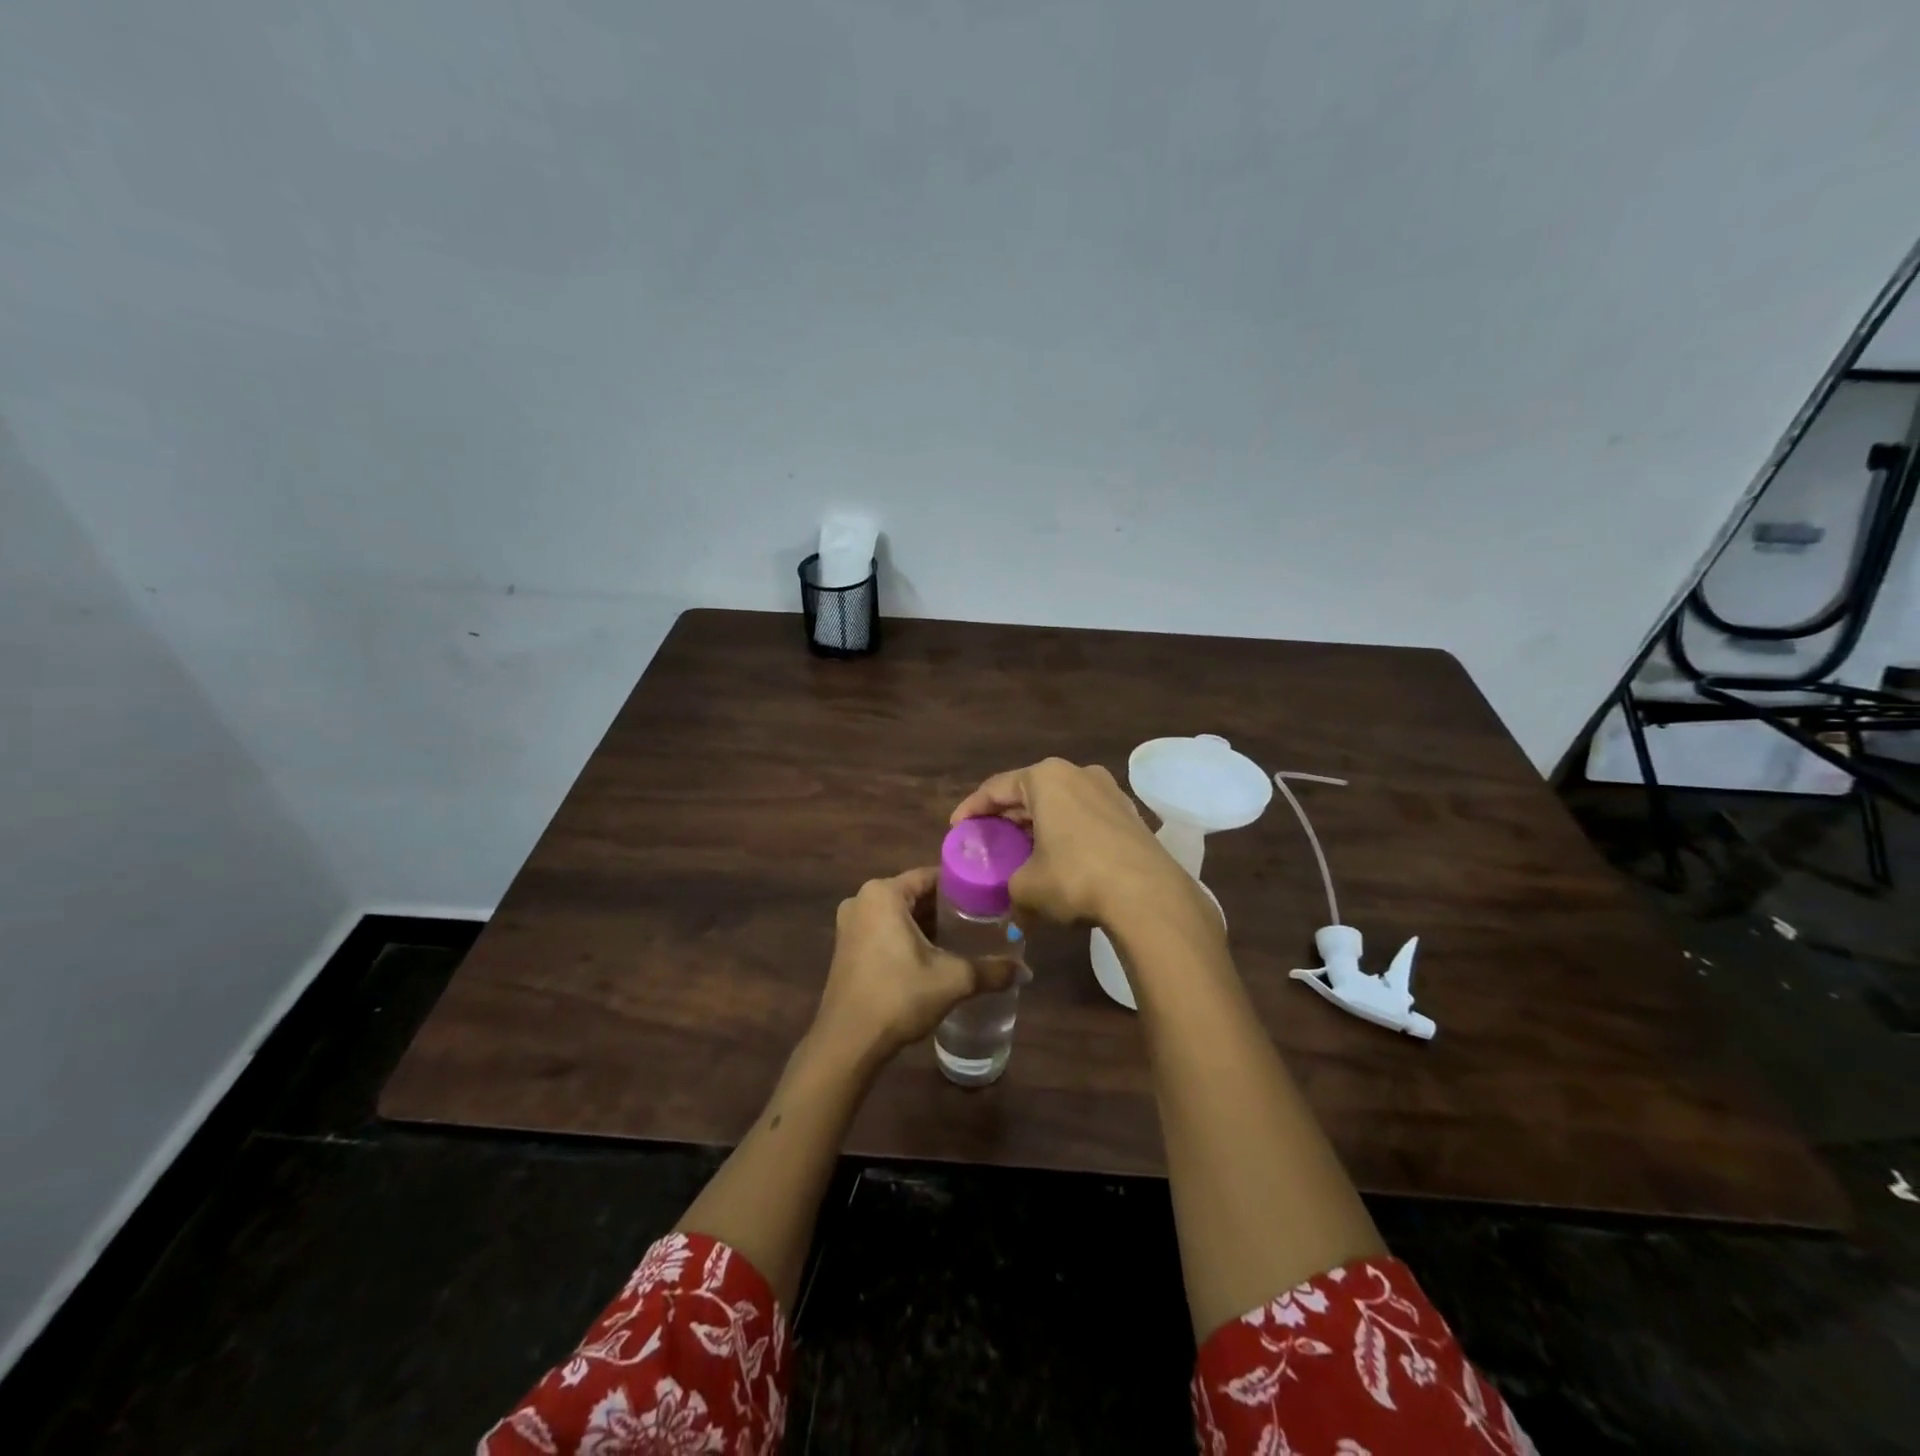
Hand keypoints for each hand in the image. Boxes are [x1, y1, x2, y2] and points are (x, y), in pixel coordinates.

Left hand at [812, 867, 1017, 1063]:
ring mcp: (851, 924)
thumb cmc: (898, 996)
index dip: (962, 886)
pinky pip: (884, 930)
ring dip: (927, 925)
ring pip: (899, 914)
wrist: (848, 1043)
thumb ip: (991, 971)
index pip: (931, 876)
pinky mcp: (847, 948)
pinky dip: (907, 938)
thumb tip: (1027, 972)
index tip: (989, 898)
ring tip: (964, 937)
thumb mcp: (952, 980)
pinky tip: (934, 956)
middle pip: (914, 895)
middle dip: (946, 908)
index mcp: (883, 893)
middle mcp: (862, 900)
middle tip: (982, 920)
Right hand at [950, 758, 1200, 931]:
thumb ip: (1011, 888)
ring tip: (1022, 850)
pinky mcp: (1130, 815)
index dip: (972, 808)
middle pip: (1030, 792)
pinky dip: (1066, 833)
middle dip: (1007, 817)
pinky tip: (1060, 858)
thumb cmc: (1075, 878)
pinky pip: (1085, 818)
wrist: (1148, 895)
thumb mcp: (1027, 887)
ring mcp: (1109, 791)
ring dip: (1039, 825)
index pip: (996, 787)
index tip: (956, 828)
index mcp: (1046, 777)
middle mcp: (1078, 773)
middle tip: (988, 840)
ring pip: (1060, 804)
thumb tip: (1016, 911)